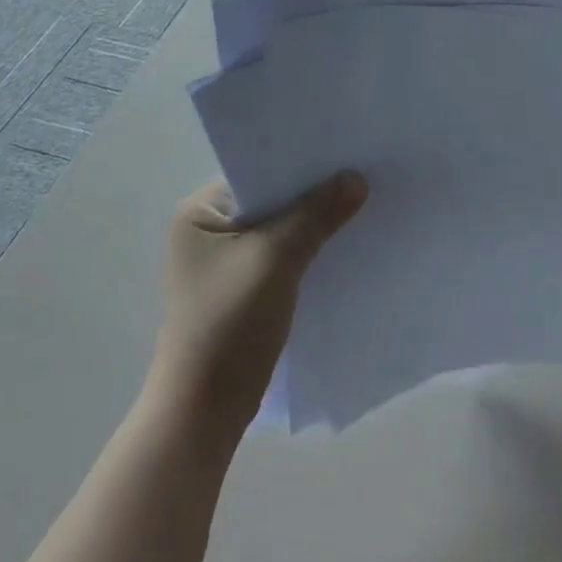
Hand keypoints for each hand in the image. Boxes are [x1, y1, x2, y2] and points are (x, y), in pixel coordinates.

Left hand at [148, 172, 366, 444]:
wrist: (205, 410)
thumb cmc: (230, 323)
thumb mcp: (276, 259)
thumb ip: (316, 215)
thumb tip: (357, 178)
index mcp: (200, 211)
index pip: (258, 171)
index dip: (300, 162)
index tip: (345, 151)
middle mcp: (208, 230)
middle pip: (271, 199)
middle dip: (312, 193)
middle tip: (361, 175)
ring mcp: (225, 261)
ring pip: (280, 228)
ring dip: (313, 223)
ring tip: (361, 205)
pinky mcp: (243, 288)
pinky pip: (282, 255)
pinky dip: (309, 250)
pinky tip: (343, 245)